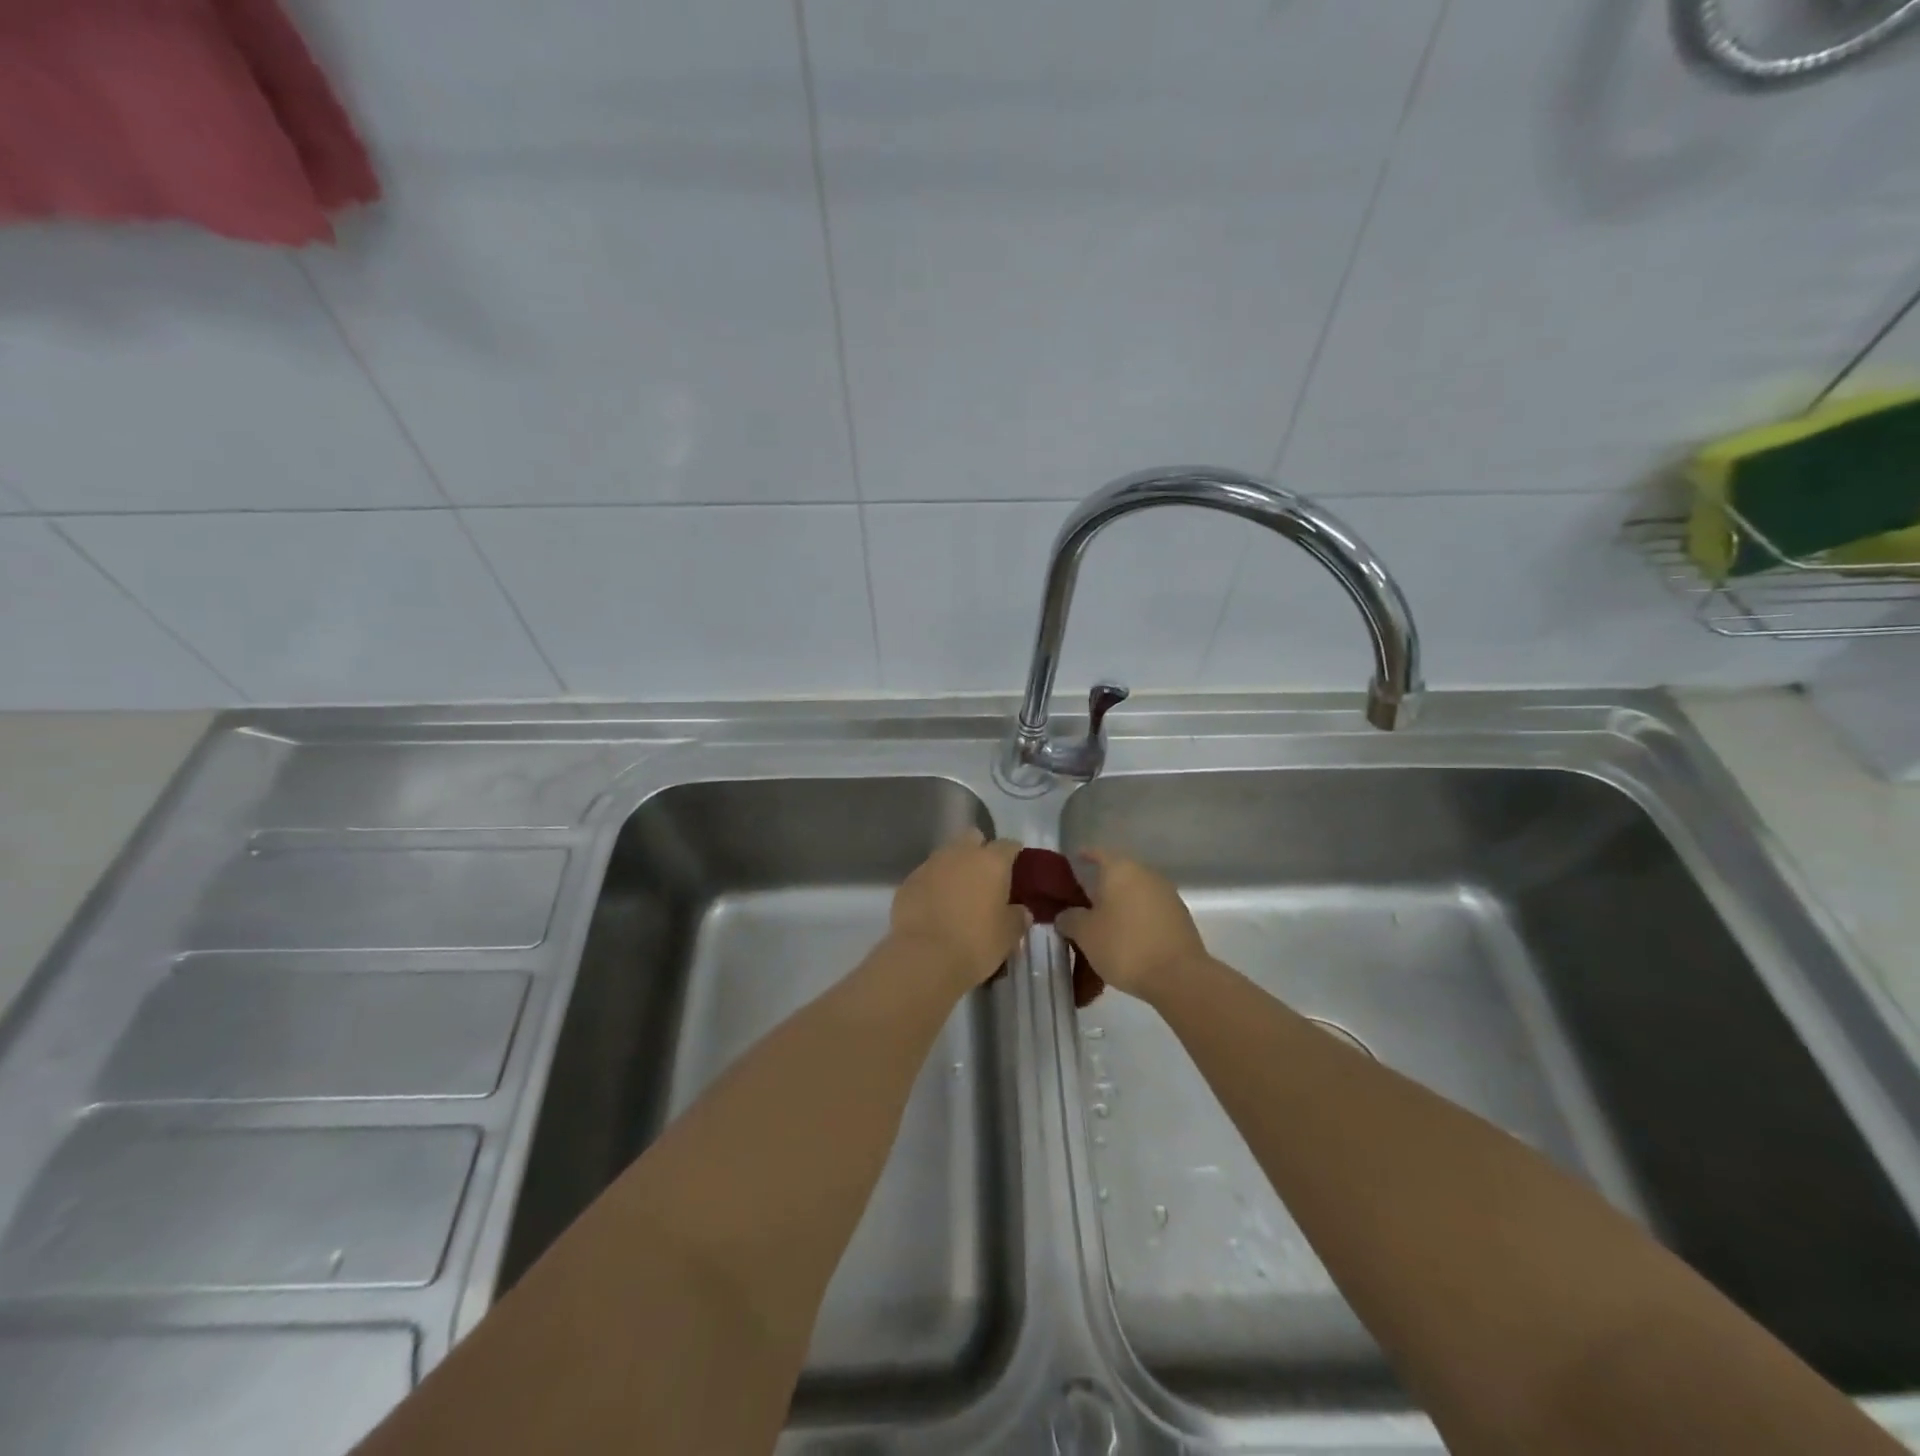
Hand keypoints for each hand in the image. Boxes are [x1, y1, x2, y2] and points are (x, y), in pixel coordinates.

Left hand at [890, 829, 1030, 992]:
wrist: (923, 957)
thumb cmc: (975, 943)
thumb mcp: (1008, 936)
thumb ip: (1017, 917)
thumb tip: (1021, 911)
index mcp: (991, 861)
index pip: (1008, 845)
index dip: (1014, 855)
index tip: (1017, 870)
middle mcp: (960, 854)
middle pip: (973, 838)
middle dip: (980, 852)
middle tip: (985, 879)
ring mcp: (930, 865)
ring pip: (947, 855)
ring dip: (955, 869)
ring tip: (959, 896)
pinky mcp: (908, 881)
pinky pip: (927, 876)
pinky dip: (933, 886)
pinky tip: (935, 908)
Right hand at [1056, 851, 1206, 1003]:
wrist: (1179, 977)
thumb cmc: (1124, 946)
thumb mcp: (1085, 934)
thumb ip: (1069, 919)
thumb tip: (1066, 915)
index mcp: (1121, 870)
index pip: (1098, 853)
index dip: (1084, 857)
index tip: (1073, 863)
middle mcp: (1146, 874)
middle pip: (1119, 874)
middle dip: (1101, 886)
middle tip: (1083, 904)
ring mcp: (1167, 895)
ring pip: (1136, 893)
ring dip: (1121, 905)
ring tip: (1104, 926)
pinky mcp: (1181, 918)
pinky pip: (1151, 911)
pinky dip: (1137, 919)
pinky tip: (1128, 939)